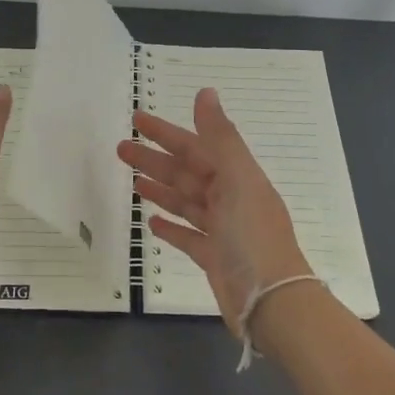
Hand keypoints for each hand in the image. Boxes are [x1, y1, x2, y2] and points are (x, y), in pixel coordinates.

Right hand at [116, 87, 311, 334]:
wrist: (272, 302)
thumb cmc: (253, 236)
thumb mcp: (237, 180)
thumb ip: (220, 137)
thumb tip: (206, 92)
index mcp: (237, 177)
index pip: (196, 146)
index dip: (166, 132)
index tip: (138, 119)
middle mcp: (230, 200)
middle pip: (187, 173)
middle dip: (155, 159)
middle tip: (121, 149)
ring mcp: (223, 231)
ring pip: (186, 202)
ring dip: (161, 189)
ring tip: (133, 181)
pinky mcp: (214, 259)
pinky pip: (189, 237)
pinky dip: (171, 227)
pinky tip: (151, 223)